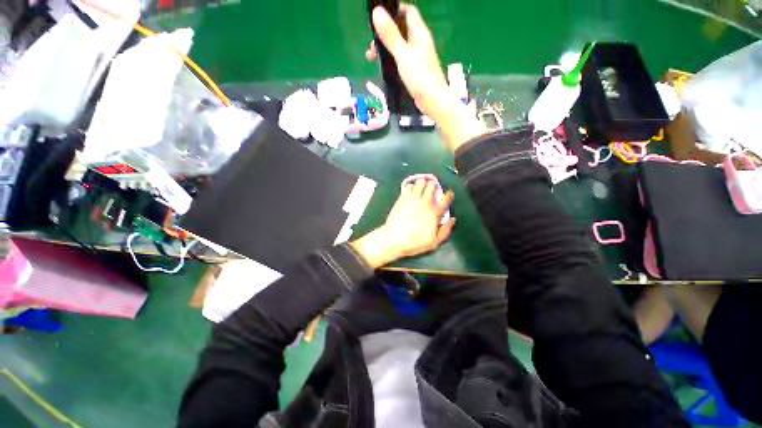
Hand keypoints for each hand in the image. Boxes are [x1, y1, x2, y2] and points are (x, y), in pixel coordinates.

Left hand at [351, 179, 455, 268]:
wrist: (393, 239)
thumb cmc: (414, 242)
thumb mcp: (434, 242)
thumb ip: (445, 230)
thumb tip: (452, 219)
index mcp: (435, 213)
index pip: (446, 199)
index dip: (448, 195)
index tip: (448, 194)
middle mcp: (425, 203)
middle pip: (433, 186)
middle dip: (434, 186)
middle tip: (433, 190)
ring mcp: (413, 199)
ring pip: (421, 183)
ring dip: (423, 183)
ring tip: (422, 187)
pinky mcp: (402, 198)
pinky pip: (409, 187)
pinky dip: (411, 187)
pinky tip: (411, 190)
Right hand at [368, 4, 487, 151]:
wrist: (433, 101)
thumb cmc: (420, 77)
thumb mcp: (403, 55)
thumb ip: (391, 35)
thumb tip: (377, 12)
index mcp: (419, 34)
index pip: (408, 12)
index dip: (394, 11)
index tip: (379, 19)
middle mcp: (419, 43)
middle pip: (401, 29)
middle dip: (385, 34)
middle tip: (372, 46)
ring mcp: (418, 58)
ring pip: (399, 46)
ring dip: (386, 48)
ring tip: (372, 58)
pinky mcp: (415, 71)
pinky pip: (401, 59)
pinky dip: (391, 60)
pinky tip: (383, 68)